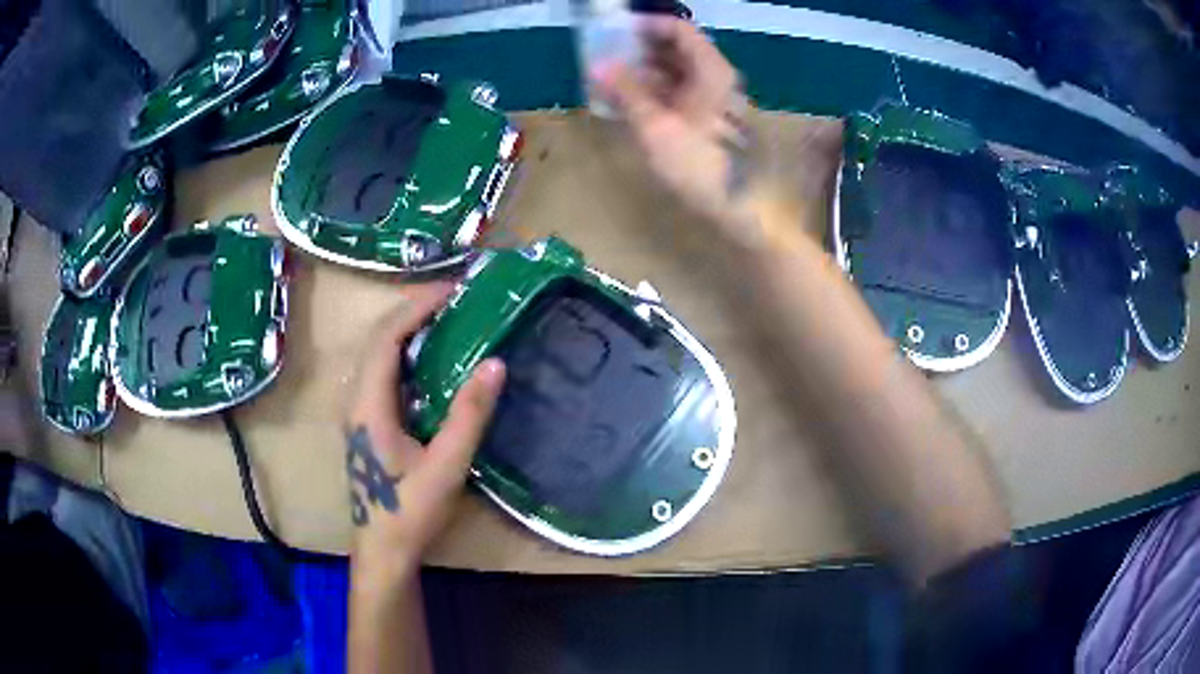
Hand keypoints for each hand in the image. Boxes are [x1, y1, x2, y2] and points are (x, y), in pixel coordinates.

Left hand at [343, 281, 505, 582]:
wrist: (383, 551)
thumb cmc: (410, 512)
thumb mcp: (446, 466)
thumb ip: (470, 415)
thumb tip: (496, 363)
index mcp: (369, 405)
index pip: (387, 337)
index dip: (417, 306)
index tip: (453, 289)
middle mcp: (356, 399)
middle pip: (377, 338)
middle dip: (412, 310)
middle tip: (454, 298)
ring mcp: (358, 411)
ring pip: (377, 354)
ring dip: (407, 329)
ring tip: (445, 317)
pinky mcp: (367, 422)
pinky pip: (382, 372)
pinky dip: (405, 352)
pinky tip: (431, 359)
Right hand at [591, 16, 760, 243]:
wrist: (737, 208)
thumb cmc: (698, 162)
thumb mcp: (655, 124)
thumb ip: (626, 90)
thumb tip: (598, 65)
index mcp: (710, 70)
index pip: (678, 29)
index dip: (645, 26)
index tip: (613, 33)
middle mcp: (715, 77)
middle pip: (675, 49)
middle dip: (638, 49)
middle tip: (603, 57)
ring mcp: (712, 98)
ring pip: (674, 71)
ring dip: (641, 71)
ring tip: (607, 80)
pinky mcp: (706, 118)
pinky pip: (676, 92)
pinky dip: (652, 91)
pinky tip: (626, 101)